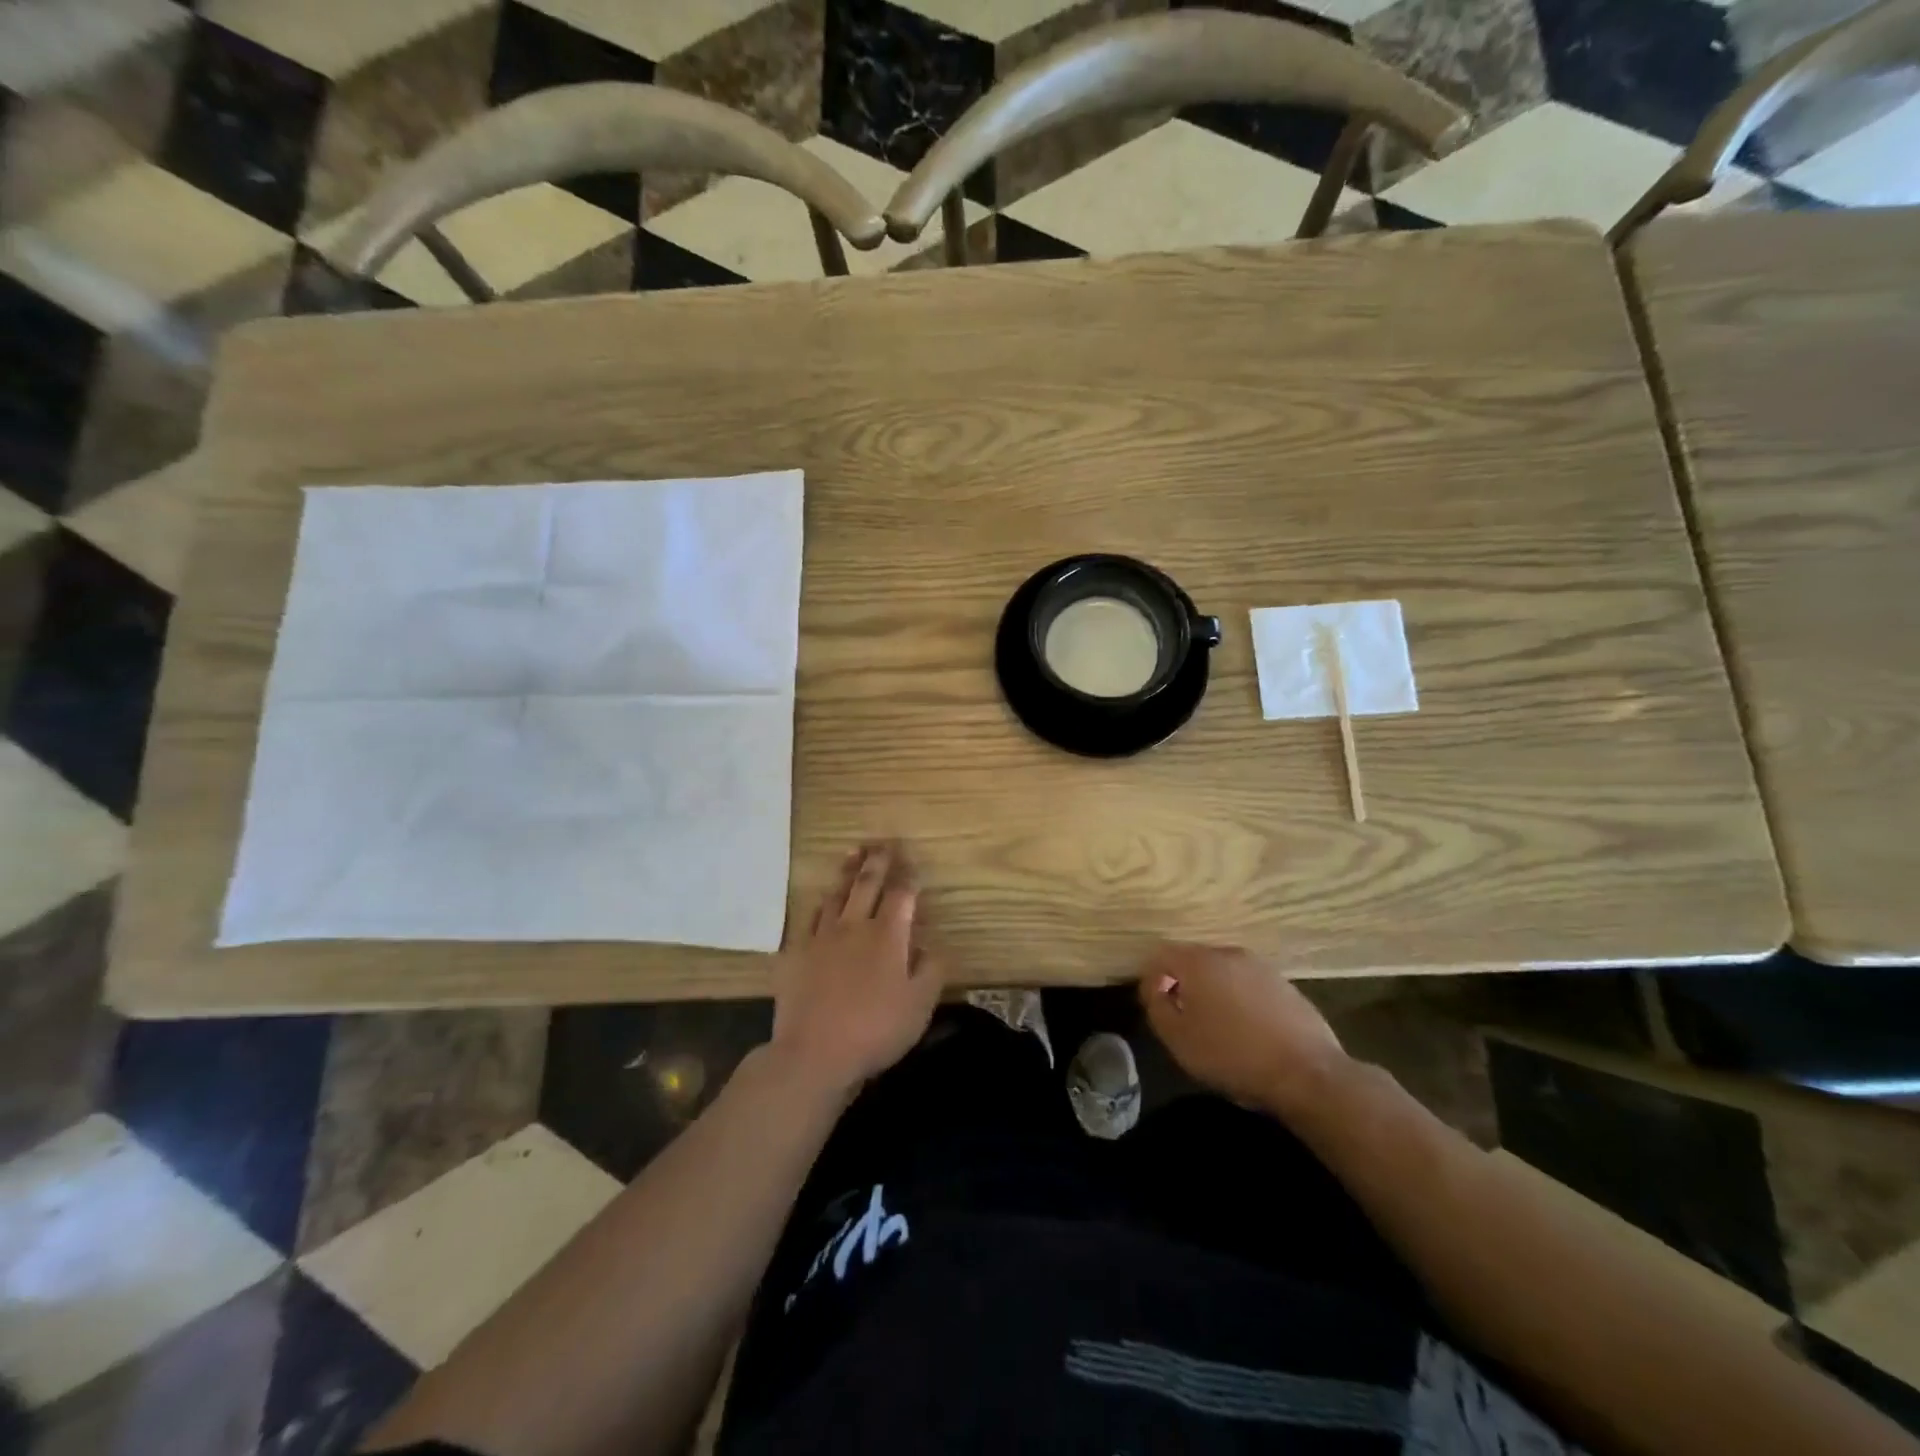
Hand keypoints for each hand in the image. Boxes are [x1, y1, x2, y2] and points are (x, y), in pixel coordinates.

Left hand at [770, 842, 943, 1096]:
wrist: (814, 1053)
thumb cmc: (875, 1030)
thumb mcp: (919, 1005)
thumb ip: (931, 970)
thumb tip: (932, 944)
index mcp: (887, 935)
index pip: (902, 895)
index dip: (910, 878)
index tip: (914, 865)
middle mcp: (854, 926)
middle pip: (867, 883)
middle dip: (878, 861)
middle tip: (883, 843)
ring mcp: (821, 937)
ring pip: (836, 894)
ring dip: (847, 872)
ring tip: (853, 854)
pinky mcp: (796, 952)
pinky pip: (809, 917)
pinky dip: (820, 903)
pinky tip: (822, 899)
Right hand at [1138, 942, 1348, 1119]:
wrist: (1308, 1073)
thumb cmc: (1233, 1055)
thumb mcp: (1178, 1039)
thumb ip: (1157, 1006)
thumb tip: (1156, 987)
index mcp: (1199, 962)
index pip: (1161, 955)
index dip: (1152, 979)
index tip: (1154, 1006)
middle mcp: (1228, 954)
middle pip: (1193, 960)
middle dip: (1183, 983)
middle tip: (1183, 1017)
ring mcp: (1261, 967)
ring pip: (1223, 972)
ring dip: (1213, 991)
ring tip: (1217, 1025)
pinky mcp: (1285, 985)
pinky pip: (1249, 985)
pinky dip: (1240, 999)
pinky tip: (1247, 1030)